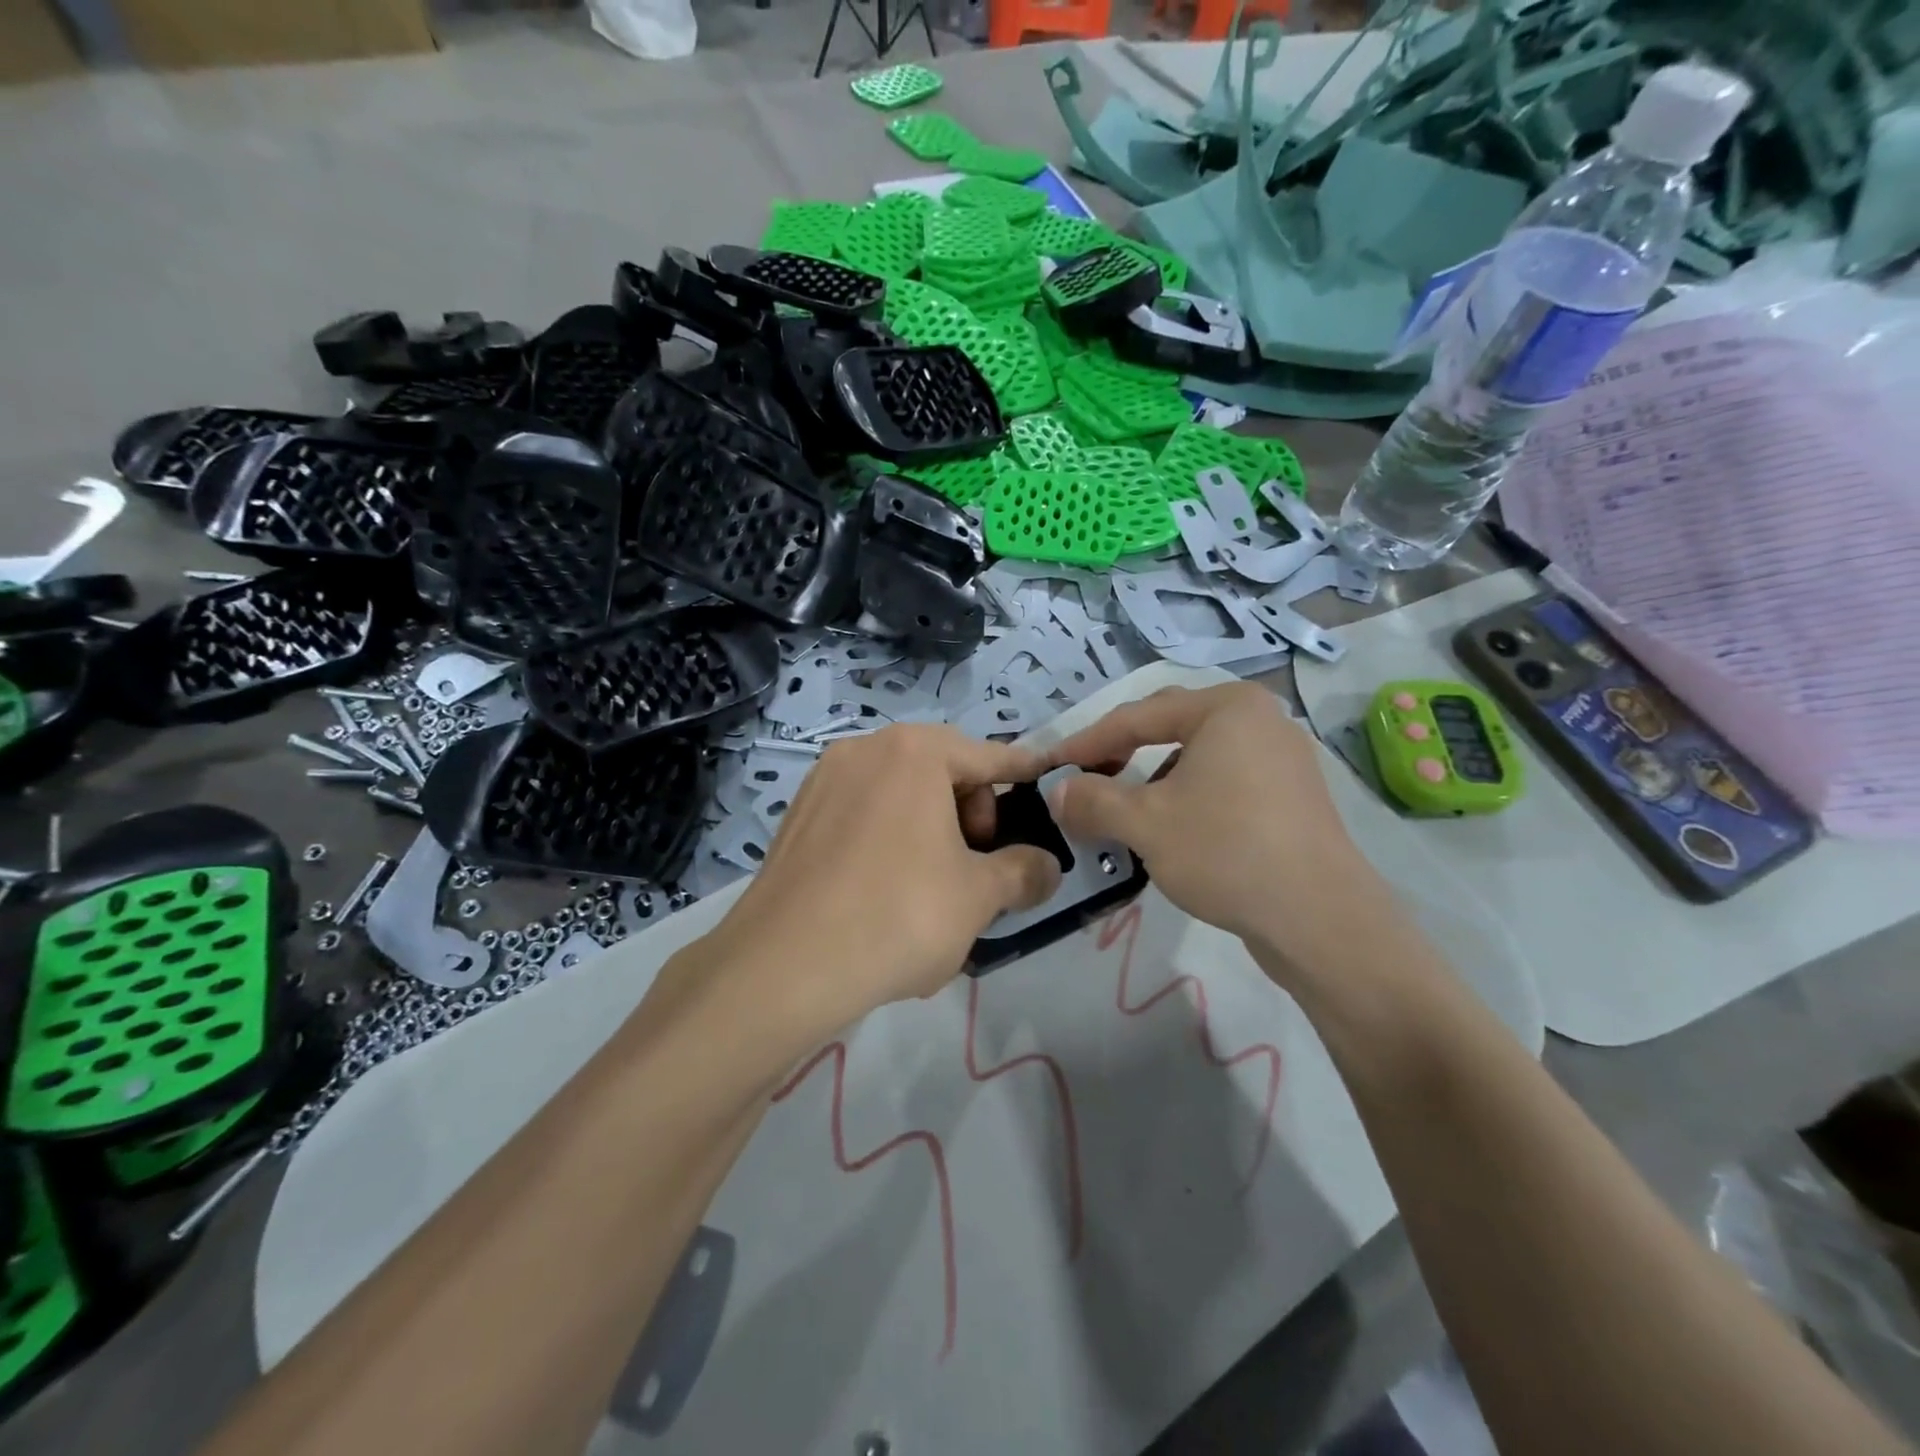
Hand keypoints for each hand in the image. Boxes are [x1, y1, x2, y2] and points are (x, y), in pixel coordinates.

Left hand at [701, 725, 1061, 1030]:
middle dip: (972, 813)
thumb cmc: (898, 915)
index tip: (1047, 780)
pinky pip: (862, 816)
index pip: (988, 756)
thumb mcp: (979, 896)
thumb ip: (1024, 872)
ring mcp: (823, 782)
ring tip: (936, 889)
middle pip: (940, 771)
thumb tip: (1048, 867)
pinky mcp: (797, 818)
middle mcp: (864, 750)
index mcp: (914, 752)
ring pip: (899, 796)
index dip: (1023, 773)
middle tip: (979, 867)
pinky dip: (890, 840)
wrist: (783, 967)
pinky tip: (888, 895)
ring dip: (931, 830)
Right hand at [1044, 684, 1400, 979]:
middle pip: (1170, 727)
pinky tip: (1172, 828)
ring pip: (1198, 757)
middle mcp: (1260, 719)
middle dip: (1122, 753)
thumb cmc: (1226, 851)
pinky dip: (1188, 796)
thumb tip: (1057, 792)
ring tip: (1124, 807)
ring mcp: (1283, 758)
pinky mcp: (1293, 797)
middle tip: (1085, 778)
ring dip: (1153, 778)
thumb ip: (1092, 800)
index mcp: (1226, 708)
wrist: (1320, 919)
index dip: (1087, 742)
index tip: (1051, 766)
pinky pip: (1225, 781)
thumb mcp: (1145, 823)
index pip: (1138, 715)